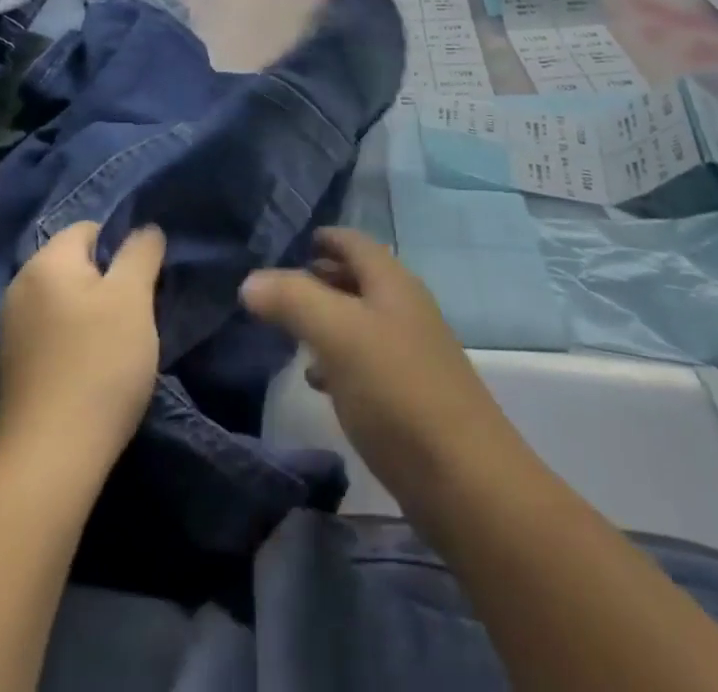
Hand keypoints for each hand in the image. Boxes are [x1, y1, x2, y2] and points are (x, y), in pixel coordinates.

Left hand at [0, 221, 165, 472]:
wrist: (49, 460)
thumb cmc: (99, 364)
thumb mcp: (133, 297)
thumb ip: (141, 252)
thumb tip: (144, 229)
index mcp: (45, 262)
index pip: (90, 229)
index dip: (123, 248)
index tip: (144, 283)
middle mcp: (19, 288)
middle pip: (76, 266)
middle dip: (109, 283)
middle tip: (138, 315)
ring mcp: (10, 331)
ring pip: (64, 303)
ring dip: (92, 316)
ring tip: (120, 347)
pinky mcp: (11, 370)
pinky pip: (51, 336)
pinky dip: (73, 344)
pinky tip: (91, 373)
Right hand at [240, 228, 518, 517]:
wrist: (467, 482)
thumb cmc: (398, 391)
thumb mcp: (338, 335)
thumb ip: (293, 300)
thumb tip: (250, 281)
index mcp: (392, 283)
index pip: (354, 242)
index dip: (323, 237)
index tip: (288, 242)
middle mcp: (405, 309)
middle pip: (358, 279)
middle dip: (319, 278)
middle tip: (278, 287)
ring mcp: (411, 353)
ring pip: (360, 321)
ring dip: (325, 320)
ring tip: (287, 332)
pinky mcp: (410, 397)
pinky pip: (366, 361)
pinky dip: (338, 359)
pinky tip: (318, 380)